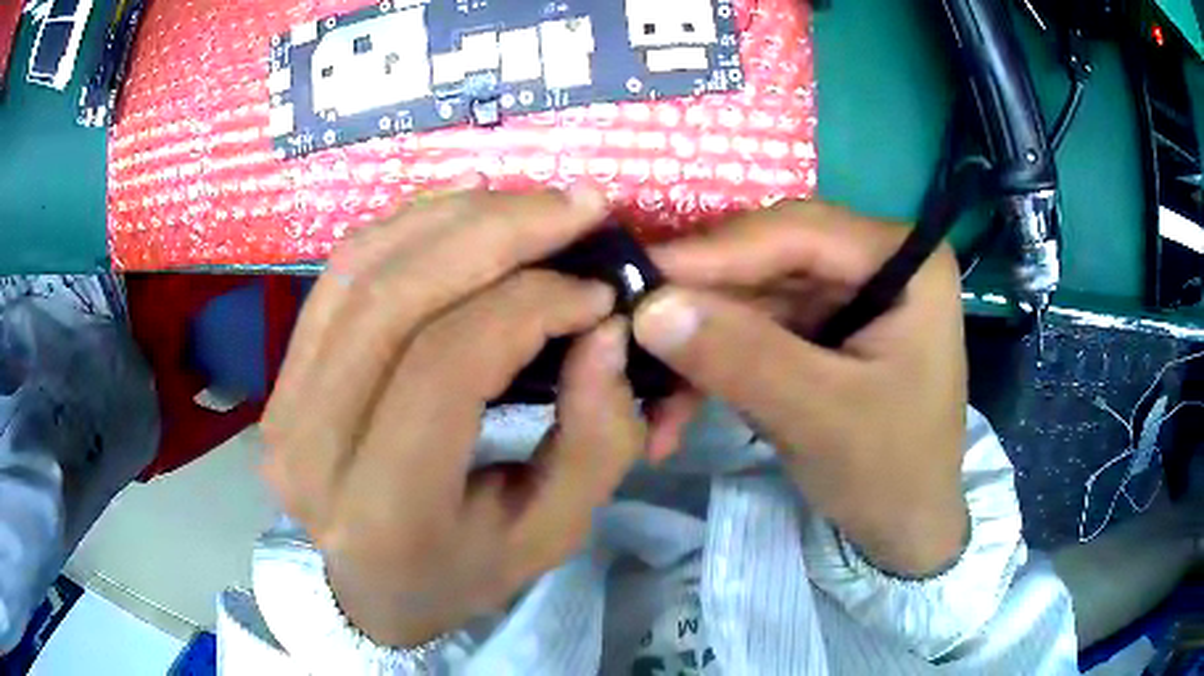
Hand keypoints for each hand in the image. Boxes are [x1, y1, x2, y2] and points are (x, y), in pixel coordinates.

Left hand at [262, 188, 645, 646]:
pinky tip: (465, 205)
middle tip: (575, 206)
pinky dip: (408, 225)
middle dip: (496, 231)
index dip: (529, 305)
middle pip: (394, 299)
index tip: (597, 293)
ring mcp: (282, 403)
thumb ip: (594, 440)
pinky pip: (342, 272)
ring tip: (530, 204)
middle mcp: (312, 450)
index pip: (447, 367)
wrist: (369, 588)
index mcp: (383, 513)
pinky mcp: (281, 373)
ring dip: (454, 215)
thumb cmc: (461, 574)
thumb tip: (606, 329)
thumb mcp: (551, 533)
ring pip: (362, 268)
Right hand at [634, 202, 968, 575]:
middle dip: (703, 300)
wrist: (906, 528)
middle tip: (631, 320)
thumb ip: (742, 358)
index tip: (641, 271)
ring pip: (754, 296)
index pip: (802, 232)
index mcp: (906, 261)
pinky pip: (756, 329)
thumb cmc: (891, 472)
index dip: (717, 250)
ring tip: (645, 379)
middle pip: (772, 259)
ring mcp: (846, 294)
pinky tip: (679, 404)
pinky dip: (717, 363)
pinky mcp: (821, 329)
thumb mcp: (821, 417)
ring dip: (701, 341)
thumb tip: (649, 307)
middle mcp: (876, 261)